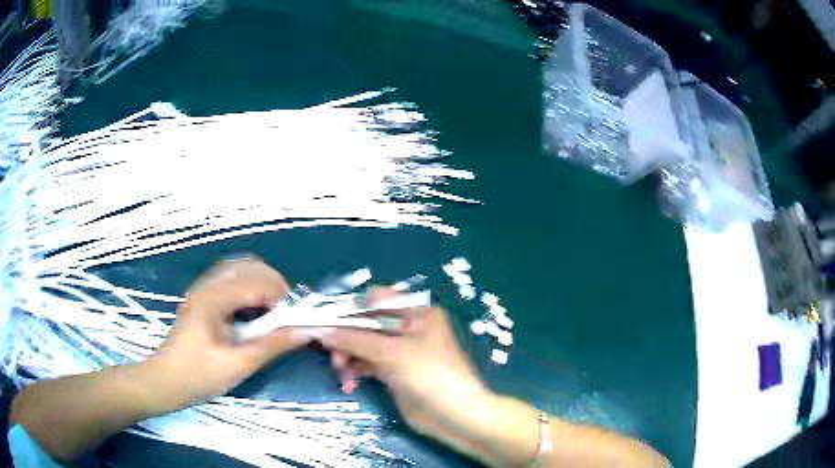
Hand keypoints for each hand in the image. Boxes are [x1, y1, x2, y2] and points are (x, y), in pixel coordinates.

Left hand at [147, 257, 311, 411]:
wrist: (166, 381)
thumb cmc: (199, 375)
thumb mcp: (238, 364)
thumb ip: (272, 345)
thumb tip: (304, 332)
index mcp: (213, 298)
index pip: (256, 281)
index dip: (281, 295)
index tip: (297, 317)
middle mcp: (208, 285)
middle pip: (248, 266)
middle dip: (274, 284)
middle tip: (287, 312)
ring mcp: (203, 289)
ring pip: (239, 270)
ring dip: (261, 284)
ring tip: (273, 311)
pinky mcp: (202, 298)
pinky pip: (231, 280)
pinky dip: (248, 289)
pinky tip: (253, 311)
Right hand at [319, 295, 493, 448]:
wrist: (455, 416)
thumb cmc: (430, 375)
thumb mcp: (393, 353)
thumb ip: (356, 339)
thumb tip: (323, 331)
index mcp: (417, 313)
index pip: (377, 301)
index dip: (351, 309)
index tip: (326, 320)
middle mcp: (408, 328)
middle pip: (367, 324)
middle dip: (347, 336)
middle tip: (331, 352)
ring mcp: (401, 352)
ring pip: (364, 345)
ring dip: (348, 355)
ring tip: (340, 370)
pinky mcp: (394, 373)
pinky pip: (367, 364)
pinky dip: (356, 370)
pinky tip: (348, 382)